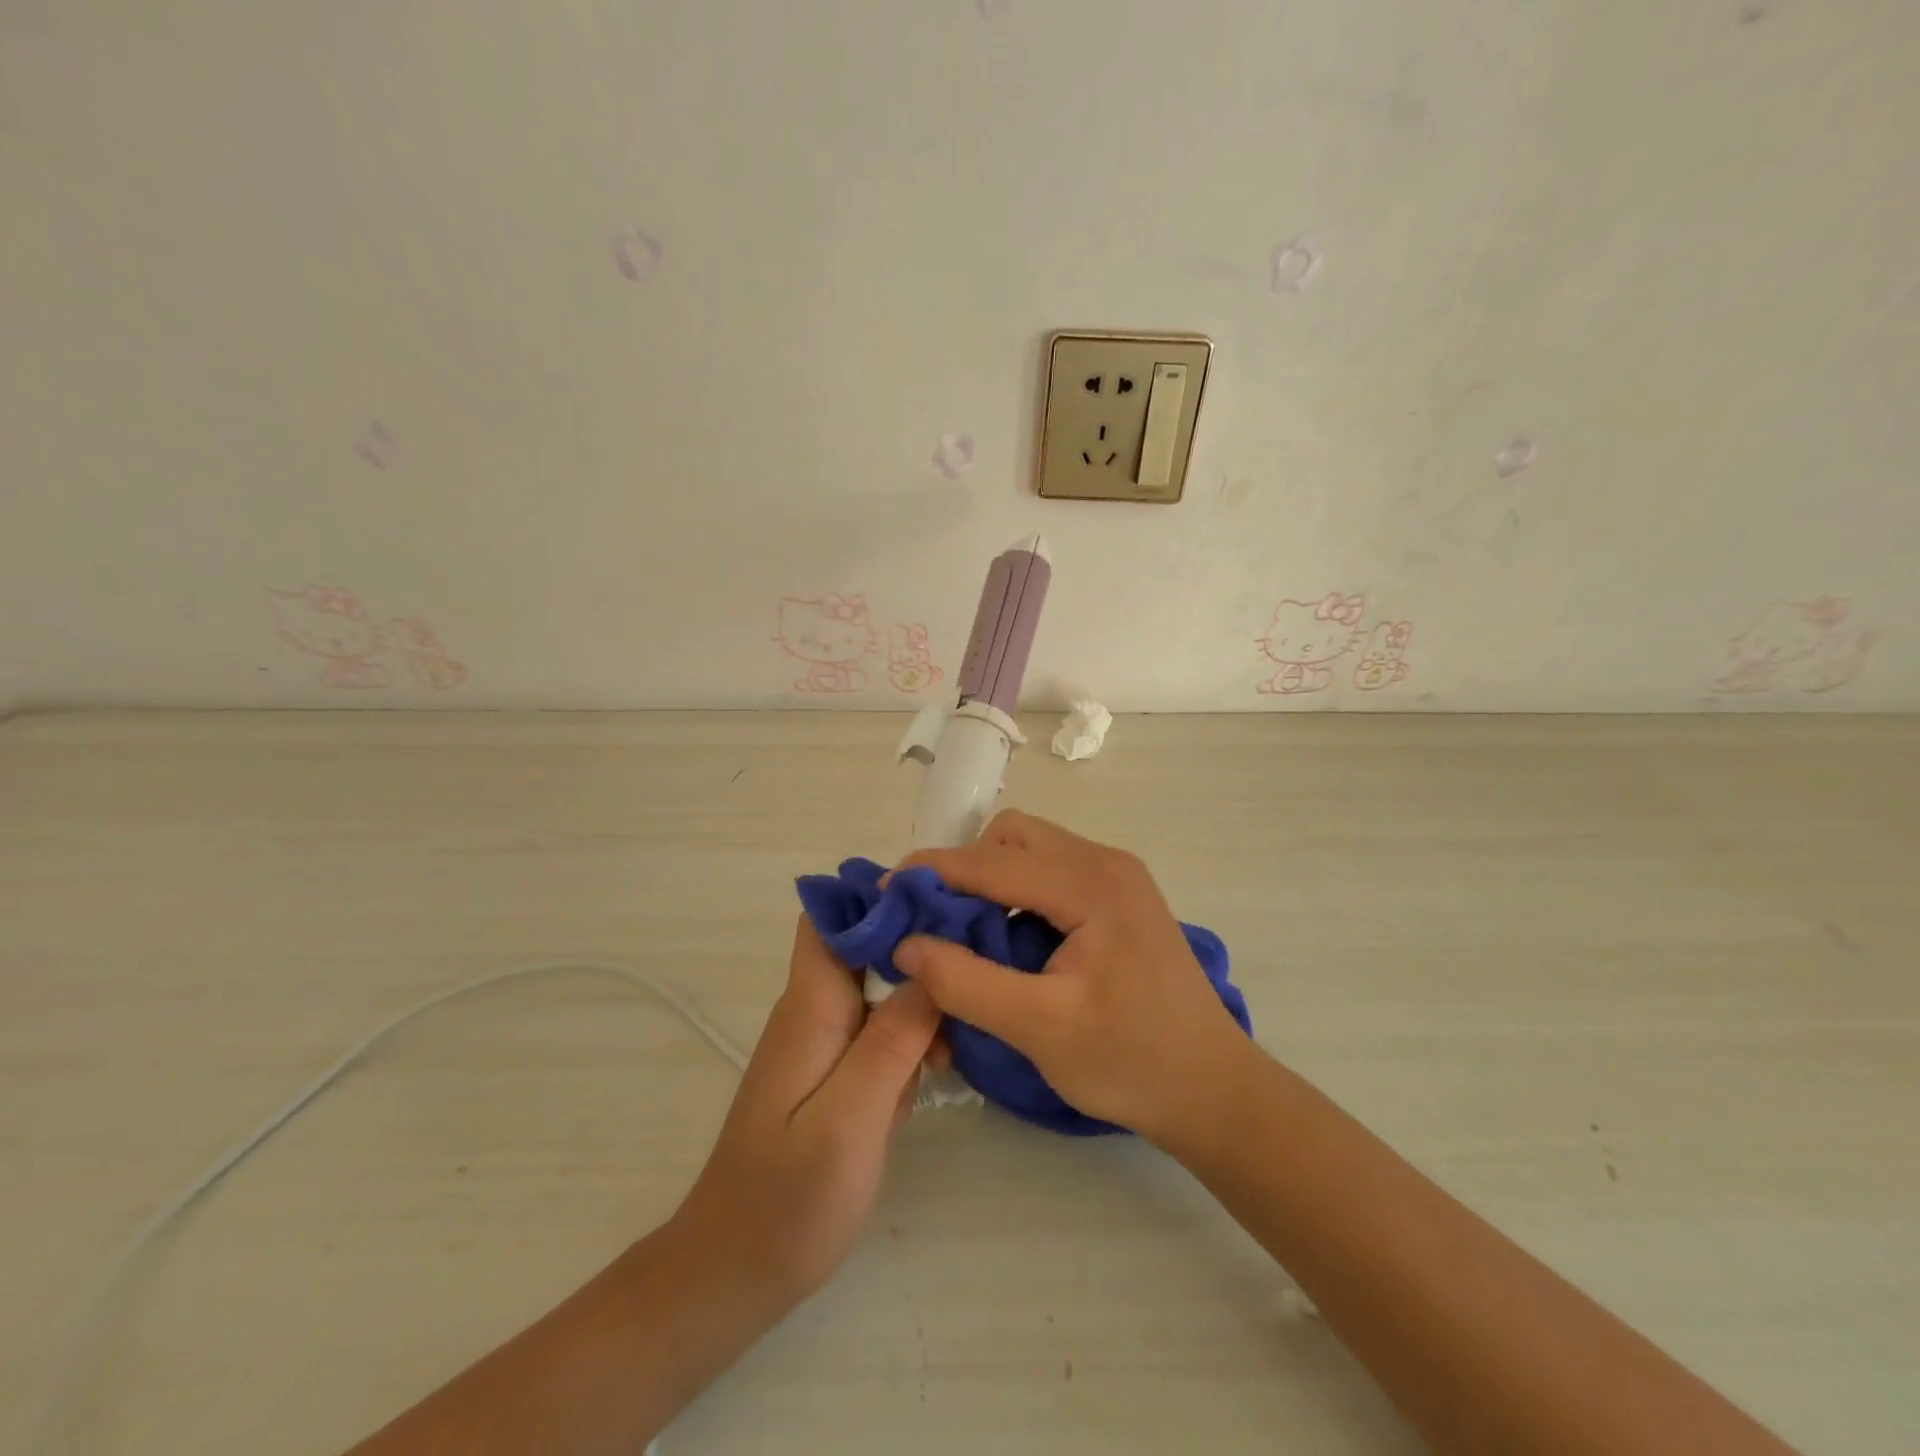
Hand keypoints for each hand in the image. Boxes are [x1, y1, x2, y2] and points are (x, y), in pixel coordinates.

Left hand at [671, 917, 940, 1304]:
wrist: (731, 1275)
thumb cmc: (789, 1200)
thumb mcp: (852, 1119)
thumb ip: (893, 1039)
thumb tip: (931, 961)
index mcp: (811, 1007)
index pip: (830, 917)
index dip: (879, 898)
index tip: (940, 903)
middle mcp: (813, 1012)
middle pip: (865, 948)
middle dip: (918, 950)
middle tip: (973, 972)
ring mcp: (821, 1044)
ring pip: (879, 992)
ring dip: (920, 1004)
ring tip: (958, 1040)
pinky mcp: (831, 1075)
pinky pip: (878, 1033)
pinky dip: (909, 1042)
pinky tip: (934, 1075)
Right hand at [893, 811, 1252, 1146]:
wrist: (1214, 1090)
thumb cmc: (1131, 1062)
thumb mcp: (1040, 1029)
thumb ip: (966, 983)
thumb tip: (906, 944)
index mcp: (1091, 884)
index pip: (992, 861)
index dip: (932, 873)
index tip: (884, 893)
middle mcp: (1105, 862)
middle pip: (1012, 838)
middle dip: (964, 870)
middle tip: (934, 921)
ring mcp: (1117, 876)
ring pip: (1031, 850)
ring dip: (989, 880)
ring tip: (965, 934)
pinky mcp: (1119, 897)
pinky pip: (1051, 872)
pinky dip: (1016, 893)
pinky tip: (1008, 940)